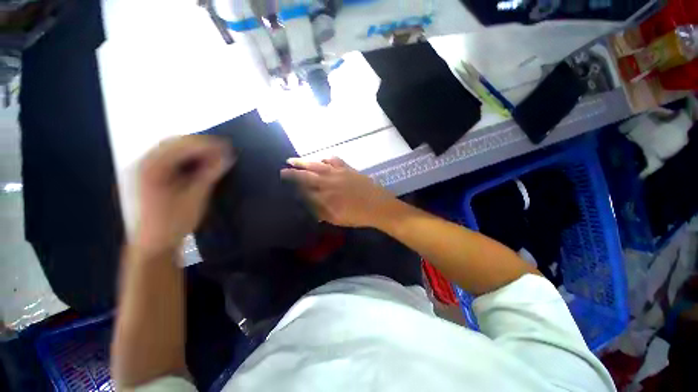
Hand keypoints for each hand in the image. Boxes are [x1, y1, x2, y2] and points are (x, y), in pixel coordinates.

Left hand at [134, 135, 232, 255]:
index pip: (181, 145)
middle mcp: (143, 163)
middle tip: (222, 150)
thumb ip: (210, 174)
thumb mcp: (195, 197)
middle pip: (174, 142)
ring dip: (193, 149)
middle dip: (200, 144)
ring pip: (170, 148)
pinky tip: (198, 162)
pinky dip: (185, 156)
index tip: (228, 147)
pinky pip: (168, 157)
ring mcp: (142, 168)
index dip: (207, 144)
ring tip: (214, 155)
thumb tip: (228, 156)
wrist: (153, 244)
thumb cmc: (174, 223)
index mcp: (151, 168)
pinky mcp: (147, 174)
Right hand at [280, 157, 397, 227]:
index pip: (304, 190)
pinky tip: (321, 158)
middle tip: (282, 171)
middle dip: (292, 173)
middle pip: (306, 176)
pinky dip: (325, 158)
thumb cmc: (357, 216)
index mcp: (325, 197)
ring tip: (292, 160)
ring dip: (303, 162)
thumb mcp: (336, 219)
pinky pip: (334, 160)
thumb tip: (306, 205)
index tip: (283, 185)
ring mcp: (338, 173)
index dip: (293, 187)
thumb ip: (320, 212)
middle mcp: (328, 183)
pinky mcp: (347, 169)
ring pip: (317, 165)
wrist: (378, 206)